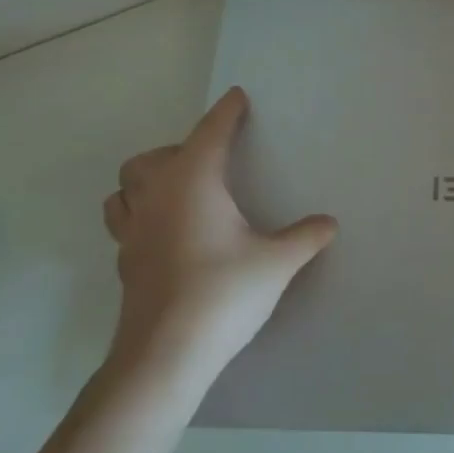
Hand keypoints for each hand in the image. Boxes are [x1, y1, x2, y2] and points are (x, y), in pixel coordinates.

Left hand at [101, 87, 337, 378]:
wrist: (165, 355)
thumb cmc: (223, 293)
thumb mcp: (276, 263)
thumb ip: (304, 237)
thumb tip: (329, 223)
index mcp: (192, 181)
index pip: (210, 132)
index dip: (226, 112)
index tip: (237, 97)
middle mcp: (156, 197)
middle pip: (153, 157)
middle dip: (180, 149)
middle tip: (212, 161)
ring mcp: (133, 231)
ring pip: (126, 187)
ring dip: (148, 180)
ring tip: (179, 191)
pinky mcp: (124, 262)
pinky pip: (124, 221)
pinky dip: (141, 214)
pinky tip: (166, 233)